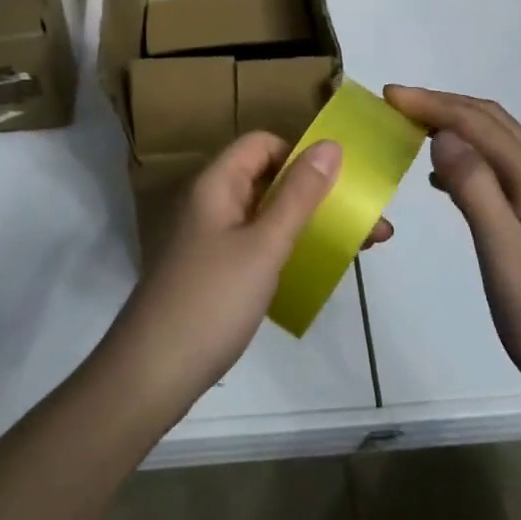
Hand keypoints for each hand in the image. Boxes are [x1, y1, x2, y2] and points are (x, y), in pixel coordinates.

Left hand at [106, 132, 392, 414]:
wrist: (152, 375)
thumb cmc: (212, 300)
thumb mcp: (264, 245)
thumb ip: (299, 195)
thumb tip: (330, 145)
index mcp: (216, 185)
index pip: (262, 144)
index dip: (300, 154)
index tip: (338, 181)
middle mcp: (212, 204)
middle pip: (270, 180)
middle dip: (320, 195)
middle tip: (368, 221)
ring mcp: (212, 241)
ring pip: (269, 216)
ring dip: (312, 224)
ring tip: (362, 247)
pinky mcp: (215, 273)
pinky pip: (260, 245)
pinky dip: (292, 249)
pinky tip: (321, 269)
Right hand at [383, 87, 520, 410]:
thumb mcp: (501, 245)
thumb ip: (473, 184)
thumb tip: (444, 134)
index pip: (478, 123)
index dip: (433, 104)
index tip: (389, 96)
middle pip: (492, 123)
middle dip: (445, 105)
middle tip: (398, 104)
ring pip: (496, 145)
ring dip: (457, 128)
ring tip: (414, 130)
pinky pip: (496, 173)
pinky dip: (466, 161)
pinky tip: (443, 180)